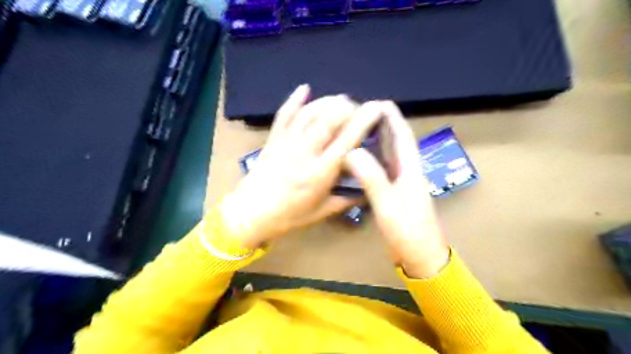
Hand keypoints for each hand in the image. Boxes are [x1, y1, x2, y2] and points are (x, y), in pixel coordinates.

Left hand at [222, 84, 384, 247]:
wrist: (251, 213)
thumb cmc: (288, 215)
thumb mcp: (322, 212)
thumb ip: (347, 199)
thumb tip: (368, 189)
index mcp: (320, 173)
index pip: (346, 141)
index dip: (363, 121)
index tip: (377, 108)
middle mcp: (304, 152)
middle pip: (328, 120)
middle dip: (348, 108)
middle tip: (359, 108)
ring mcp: (286, 142)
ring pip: (309, 114)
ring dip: (328, 102)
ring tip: (342, 100)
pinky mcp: (273, 139)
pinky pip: (284, 115)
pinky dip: (294, 100)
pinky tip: (305, 88)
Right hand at [343, 101, 450, 277]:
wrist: (421, 256)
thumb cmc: (407, 230)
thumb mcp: (388, 205)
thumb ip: (372, 178)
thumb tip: (352, 152)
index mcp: (411, 170)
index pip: (403, 137)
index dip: (394, 118)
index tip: (380, 102)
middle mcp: (408, 172)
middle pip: (397, 142)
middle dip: (384, 125)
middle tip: (364, 113)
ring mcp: (403, 183)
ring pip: (390, 155)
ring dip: (379, 140)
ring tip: (360, 129)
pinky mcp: (396, 193)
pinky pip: (384, 169)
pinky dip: (374, 159)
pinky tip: (362, 159)